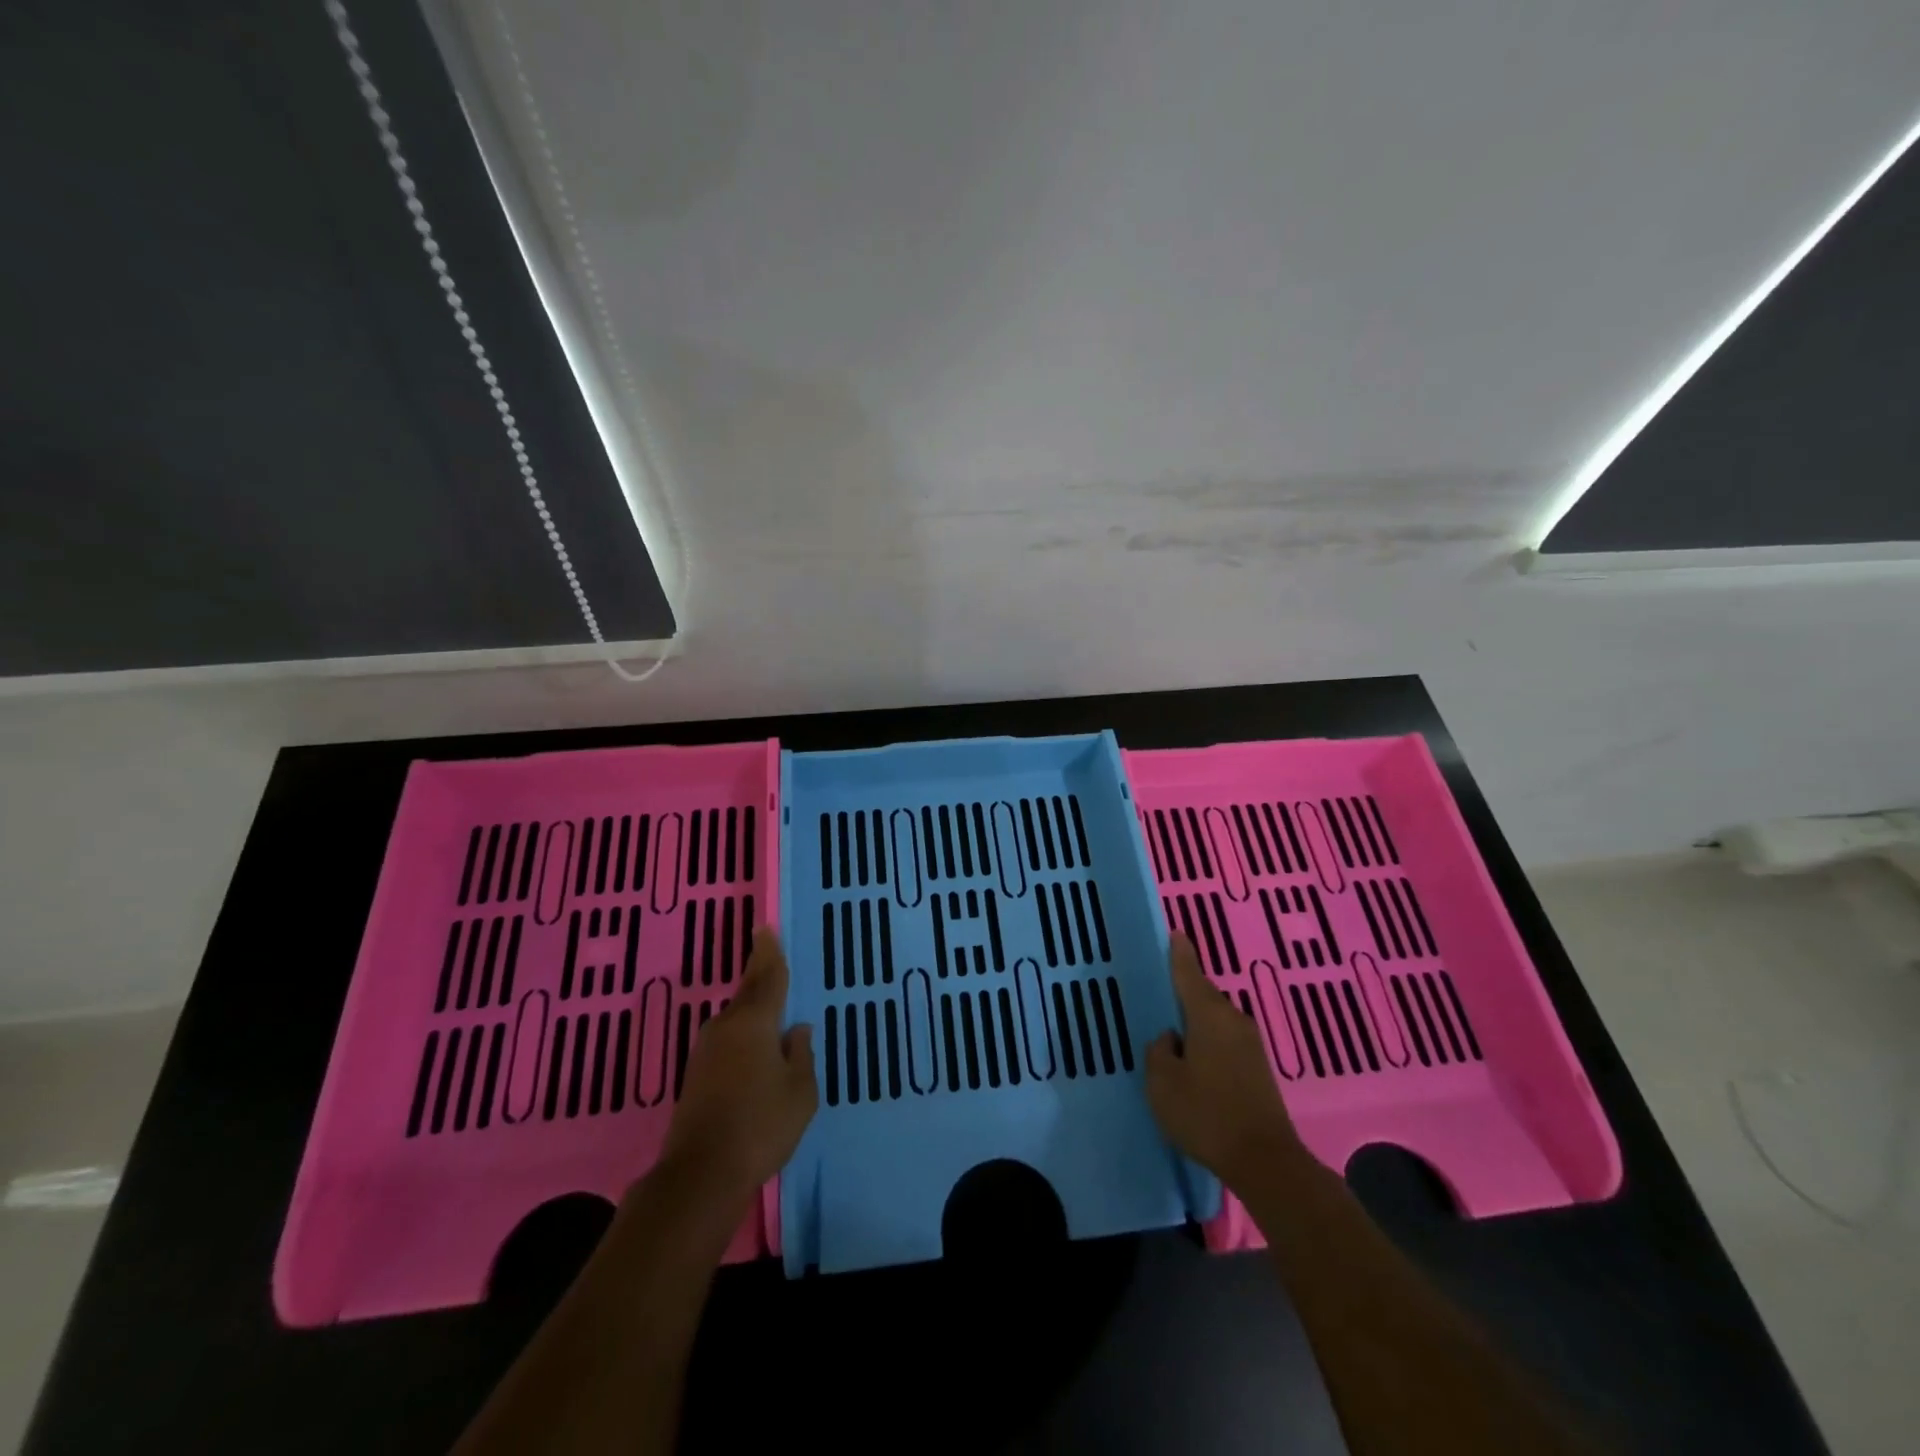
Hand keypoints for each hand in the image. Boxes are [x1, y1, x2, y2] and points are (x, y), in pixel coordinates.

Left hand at [657, 931, 816, 1211]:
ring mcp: (706, 1051)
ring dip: (751, 1006)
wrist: (700, 1175)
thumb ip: (801, 1055)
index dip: (769, 953)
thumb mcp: (800, 1092)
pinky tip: (754, 1044)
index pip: (768, 978)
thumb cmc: (761, 1126)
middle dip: (759, 972)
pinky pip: (727, 1039)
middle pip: (748, 992)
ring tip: (769, 1001)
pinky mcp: (696, 1075)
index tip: (765, 928)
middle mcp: (727, 1027)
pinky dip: (743, 1032)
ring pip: (736, 1017)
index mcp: (755, 1023)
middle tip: (768, 952)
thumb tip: (795, 1030)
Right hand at [1146, 933, 1305, 1190]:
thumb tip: (1171, 1039)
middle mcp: (1232, 1020)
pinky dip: (1209, 1040)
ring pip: (1215, 1019)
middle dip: (1184, 991)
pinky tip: (1195, 1057)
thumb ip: (1159, 1052)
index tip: (1175, 933)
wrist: (1265, 1161)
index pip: (1188, 973)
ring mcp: (1250, 1044)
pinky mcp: (1258, 1068)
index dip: (1179, 954)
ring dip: (1196, 1020)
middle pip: (1203, 995)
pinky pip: (1225, 1040)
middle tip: (1161, 991)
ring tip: (1174, 1029)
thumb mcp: (1162, 1083)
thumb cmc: (1206, 1115)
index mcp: (1208, 1015)